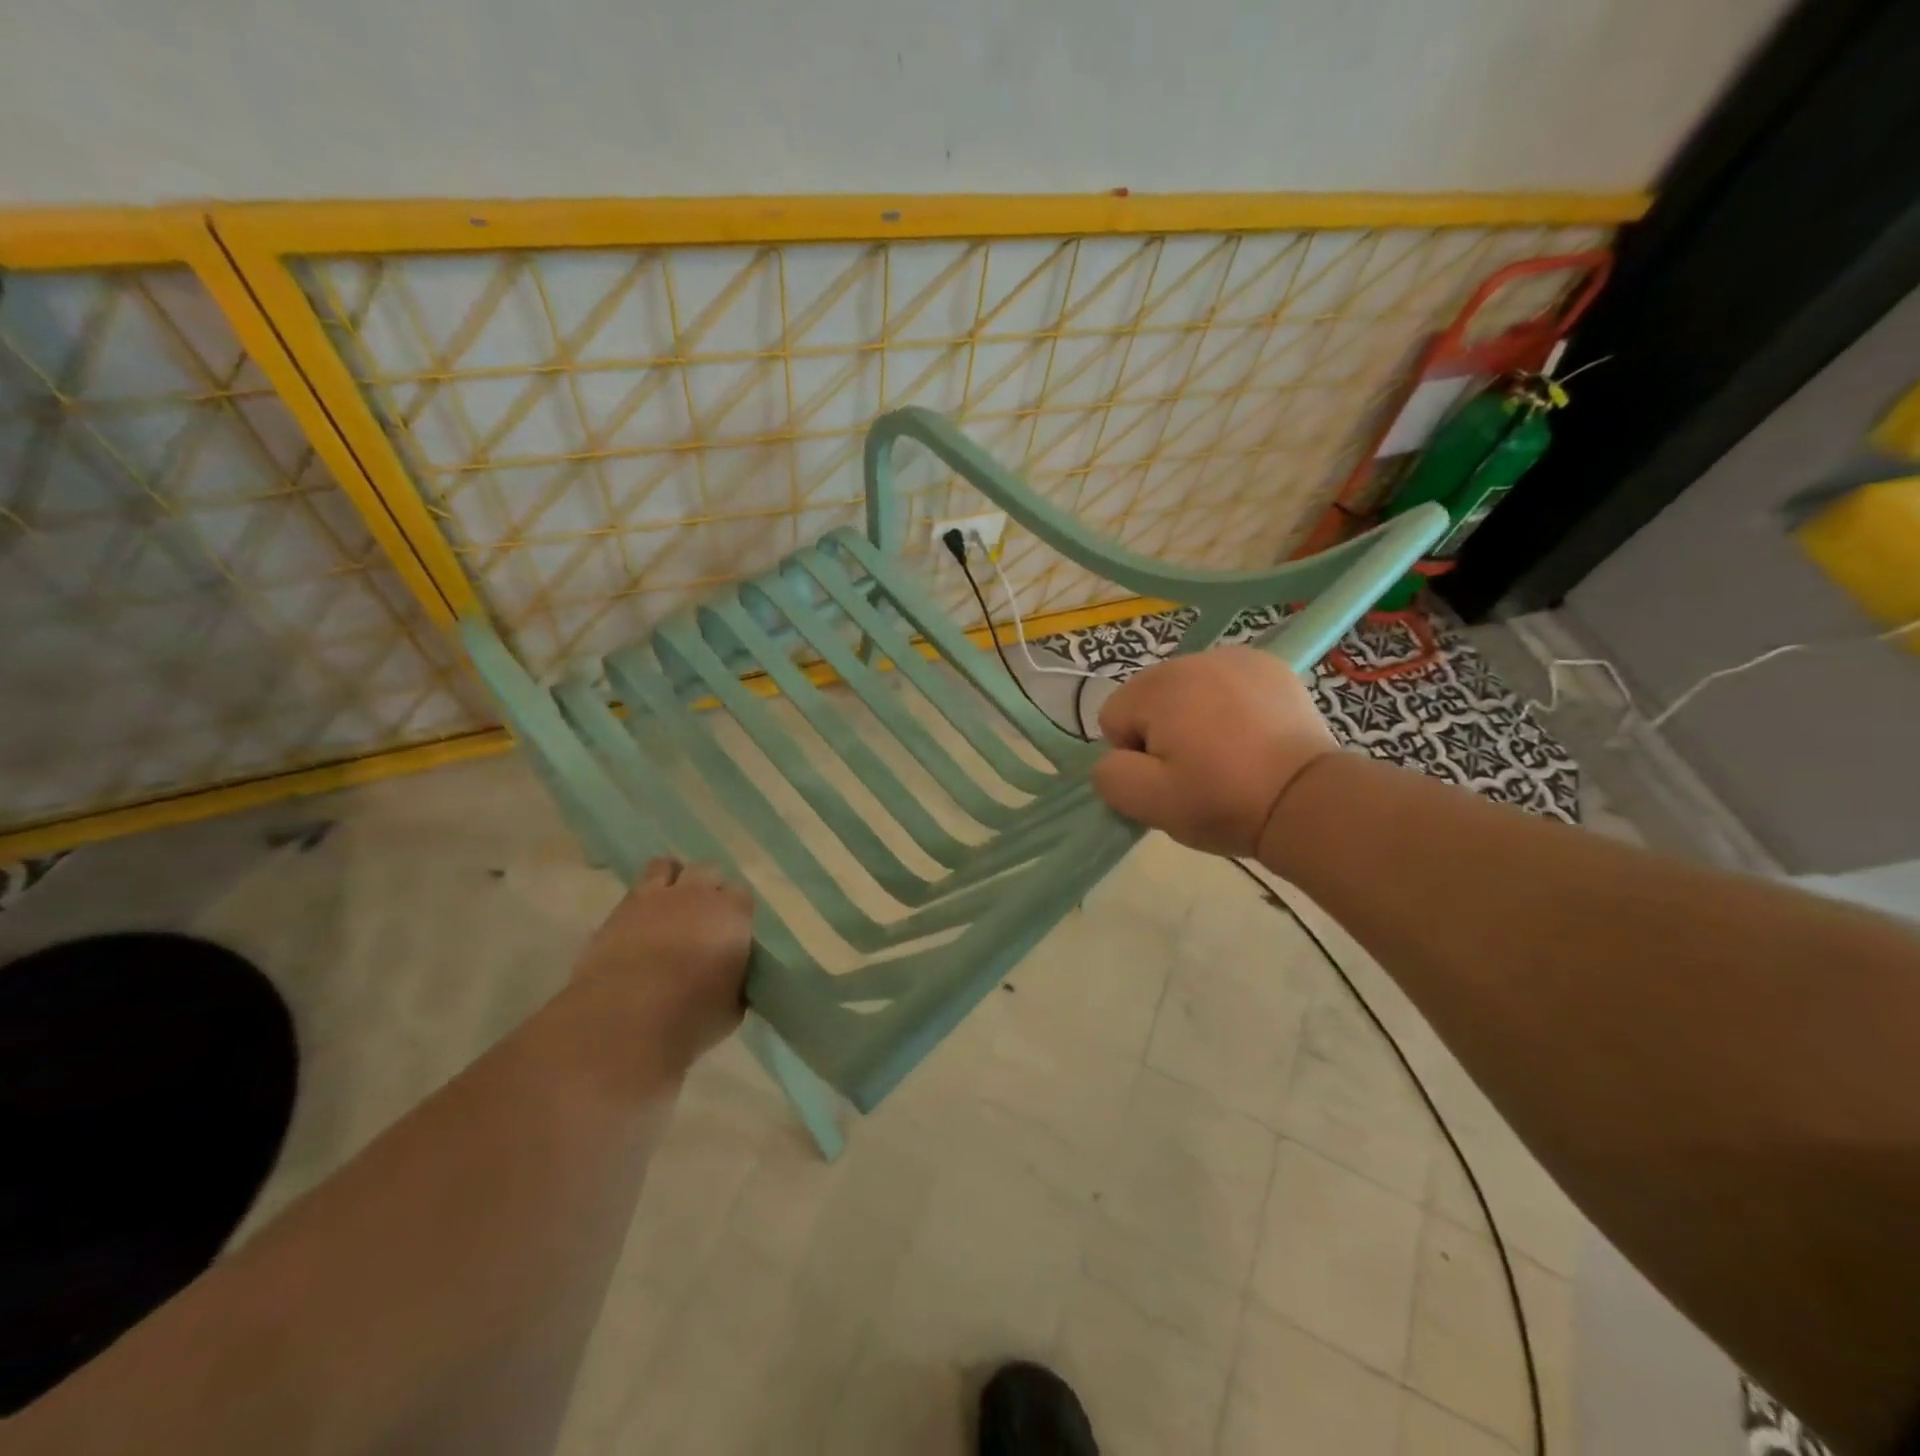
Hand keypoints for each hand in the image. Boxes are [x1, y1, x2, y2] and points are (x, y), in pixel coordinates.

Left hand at [570, 858, 753, 1069]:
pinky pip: (635, 889)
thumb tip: (731, 978)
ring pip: (667, 866)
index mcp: (733, 912)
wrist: (626, 1018)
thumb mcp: (732, 1006)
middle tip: (702, 918)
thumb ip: (736, 981)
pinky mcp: (619, 909)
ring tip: (669, 906)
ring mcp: (656, 896)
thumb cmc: (692, 1015)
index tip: (731, 932)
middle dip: (707, 888)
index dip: (736, 912)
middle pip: (708, 871)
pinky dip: (641, 900)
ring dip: (672, 880)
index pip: (742, 896)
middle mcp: (698, 893)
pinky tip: (640, 923)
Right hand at [1091, 645, 1338, 856]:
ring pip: (1187, 691)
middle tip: (1198, 769)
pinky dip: (1229, 706)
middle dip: (1162, 732)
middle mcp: (1192, 659)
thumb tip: (1115, 758)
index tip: (1169, 778)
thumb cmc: (1222, 799)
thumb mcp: (1148, 802)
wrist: (1307, 800)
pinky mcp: (1270, 667)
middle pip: (1150, 699)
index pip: (1114, 718)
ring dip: (1194, 717)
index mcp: (1158, 687)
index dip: (1134, 755)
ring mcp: (1236, 658)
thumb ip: (1109, 775)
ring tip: (1228, 754)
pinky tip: (1251, 735)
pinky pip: (1226, 685)